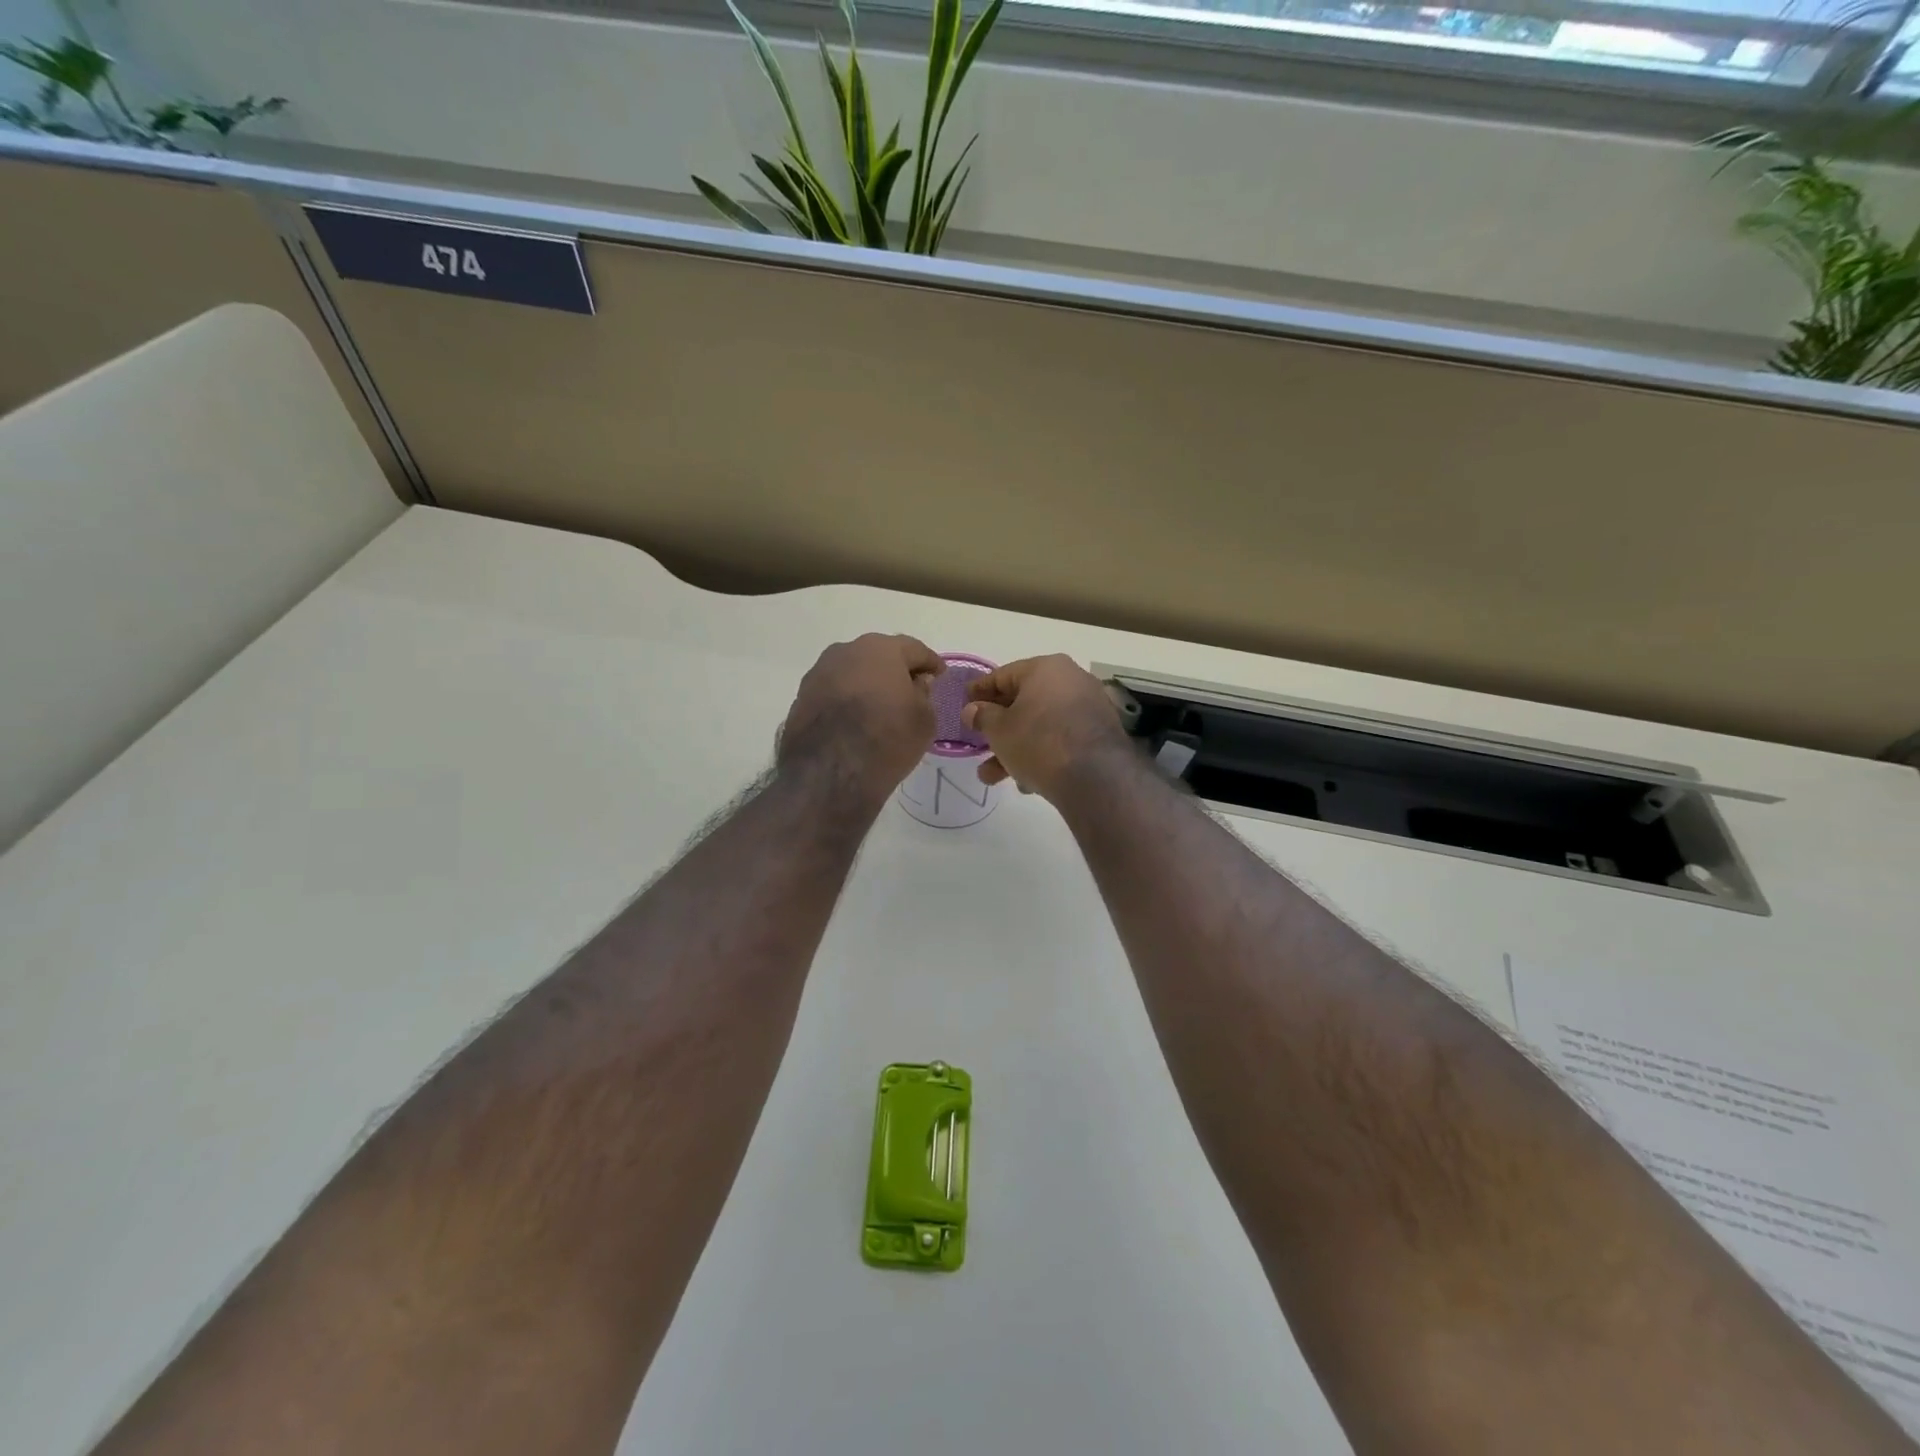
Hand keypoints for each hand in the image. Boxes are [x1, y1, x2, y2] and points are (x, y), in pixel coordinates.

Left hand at [777, 634, 942, 803]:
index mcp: (881, 649)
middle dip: (896, 670)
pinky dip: (846, 700)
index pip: (914, 649)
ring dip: (868, 684)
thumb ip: (924, 694)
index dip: (930, 663)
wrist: (829, 773)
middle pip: (879, 655)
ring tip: (880, 707)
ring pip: (852, 672)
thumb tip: (915, 683)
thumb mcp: (924, 719)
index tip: (939, 676)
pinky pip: (833, 692)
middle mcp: (846, 651)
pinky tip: (855, 720)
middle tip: (910, 690)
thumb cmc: (887, 739)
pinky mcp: (801, 696)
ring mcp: (819, 673)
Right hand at [960, 655, 1133, 801]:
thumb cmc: (1039, 742)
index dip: (979, 691)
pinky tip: (1026, 782)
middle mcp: (1071, 679)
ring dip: (1015, 749)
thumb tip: (973, 710)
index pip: (1003, 675)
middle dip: (998, 729)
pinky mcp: (1100, 734)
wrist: (1095, 777)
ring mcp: (1089, 706)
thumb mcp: (1000, 730)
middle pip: (1024, 702)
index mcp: (1045, 668)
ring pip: (1041, 725)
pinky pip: (1061, 739)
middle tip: (978, 744)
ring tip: (992, 777)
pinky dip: (1042, 754)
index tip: (963, 703)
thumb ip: (982, 716)